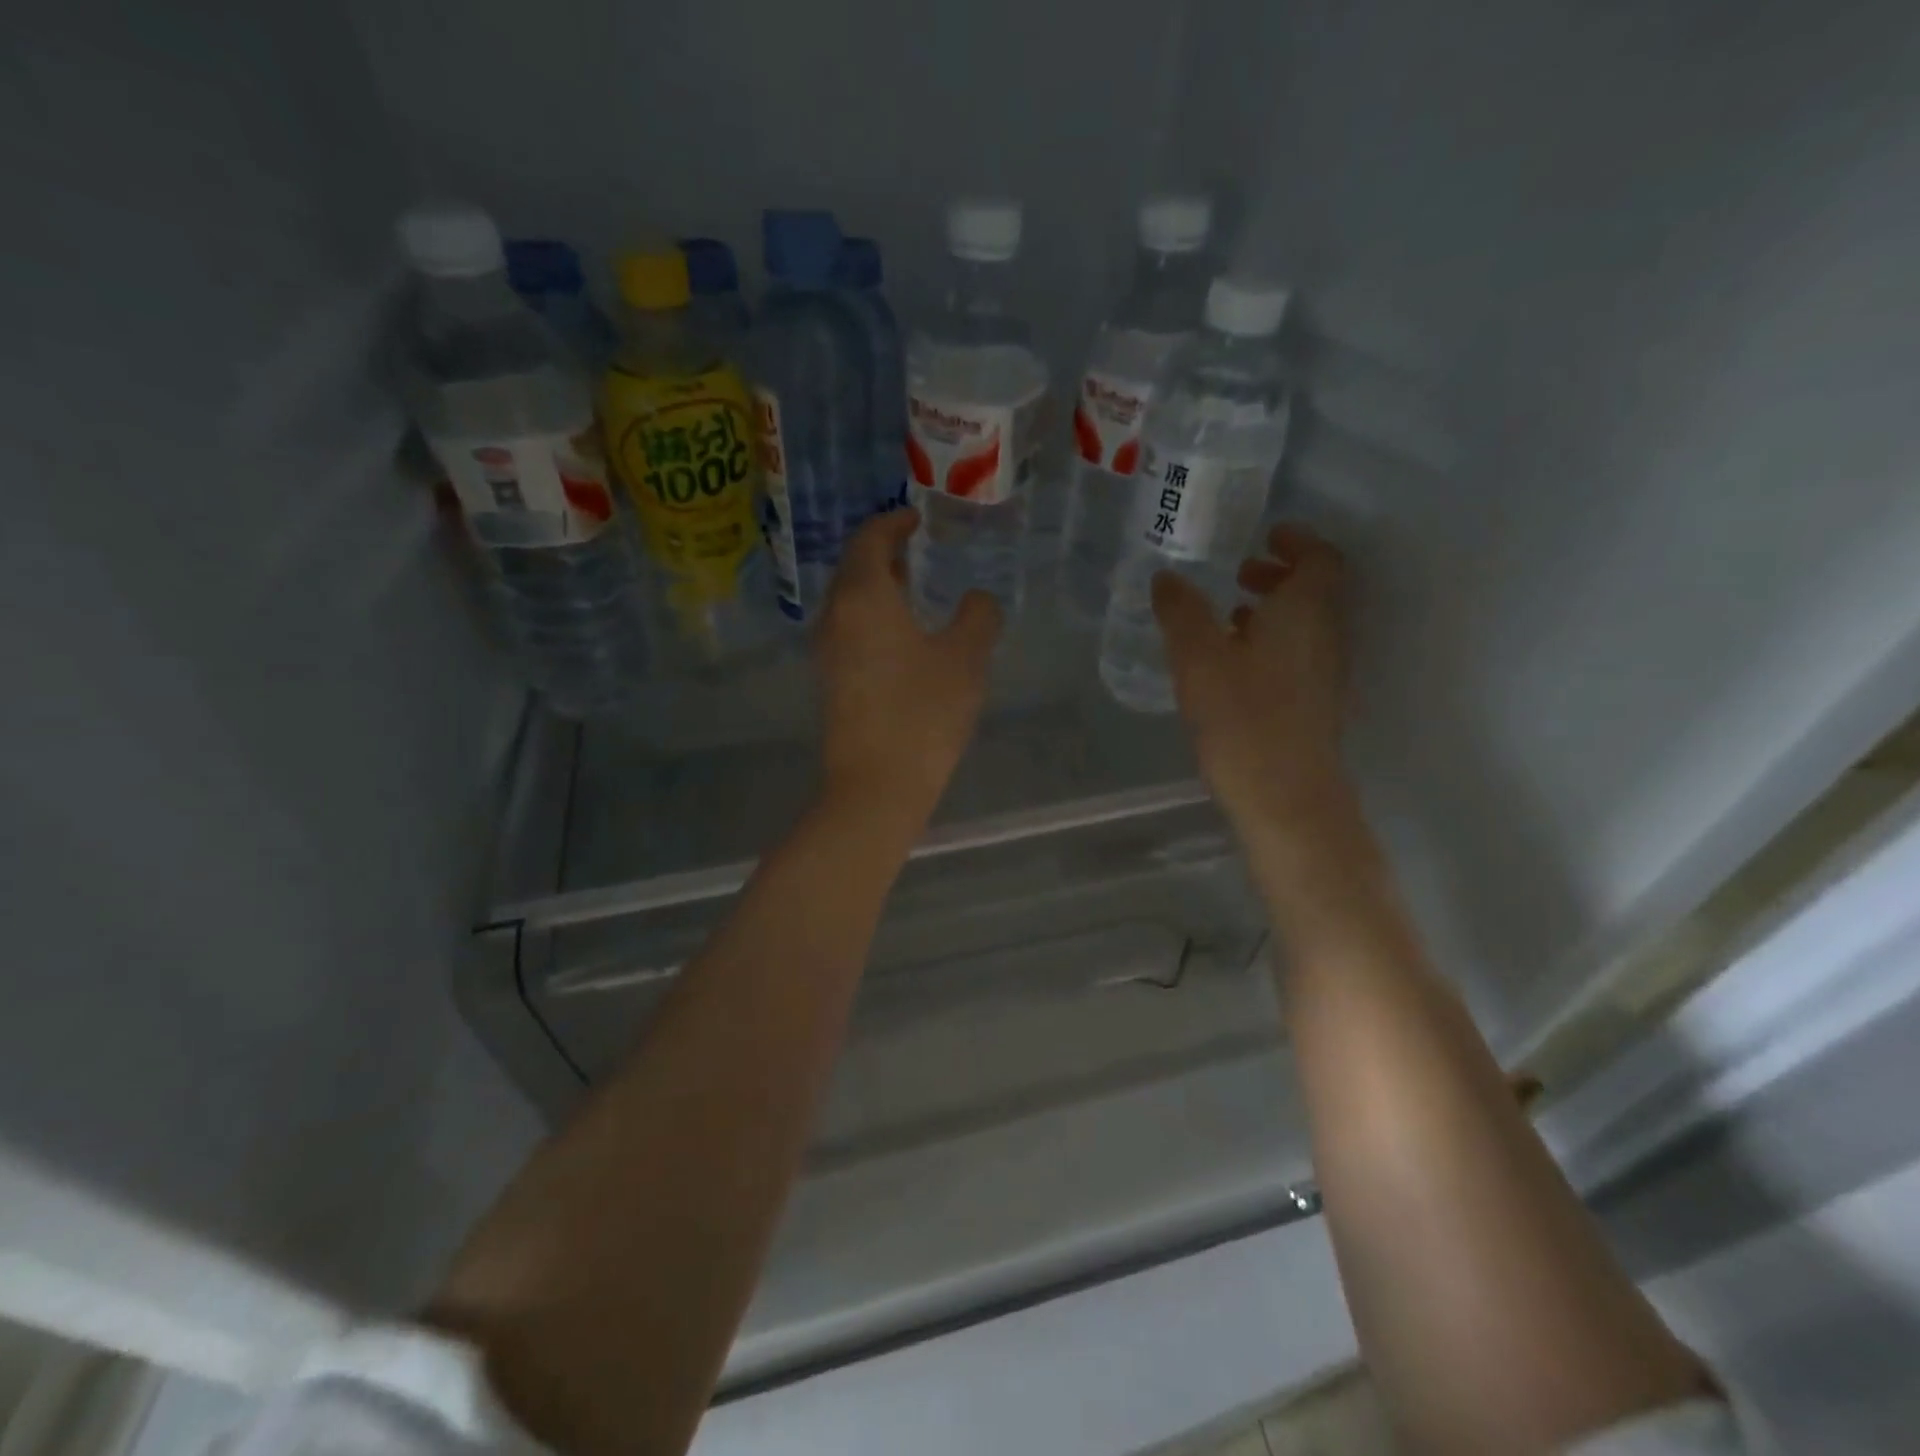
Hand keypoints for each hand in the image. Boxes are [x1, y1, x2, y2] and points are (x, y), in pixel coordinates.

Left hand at [815, 509, 1000, 831]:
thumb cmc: (922, 714)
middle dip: (884, 554)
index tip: (916, 518)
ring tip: (912, 590)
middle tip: (918, 552)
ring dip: (877, 588)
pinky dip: (871, 617)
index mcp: (863, 597)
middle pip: (853, 569)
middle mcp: (835, 616)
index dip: (893, 523)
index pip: (870, 540)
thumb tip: (977, 599)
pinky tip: (901, 637)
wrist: (875, 786)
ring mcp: (826, 651)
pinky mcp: (829, 681)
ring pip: (848, 601)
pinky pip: (848, 630)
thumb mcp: (966, 659)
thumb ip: (978, 617)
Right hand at [1153, 524, 1351, 832]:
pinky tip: (1235, 664)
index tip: (1267, 534)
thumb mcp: (1198, 658)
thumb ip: (1181, 612)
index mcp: (1306, 612)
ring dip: (1274, 610)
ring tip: (1229, 615)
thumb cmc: (1243, 717)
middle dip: (1280, 574)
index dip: (1297, 540)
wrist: (1286, 798)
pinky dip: (1272, 642)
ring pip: (1306, 625)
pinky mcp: (1315, 705)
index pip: (1321, 558)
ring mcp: (1325, 673)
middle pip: (1315, 590)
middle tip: (1240, 572)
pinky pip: (1299, 655)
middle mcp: (1326, 635)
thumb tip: (1166, 577)